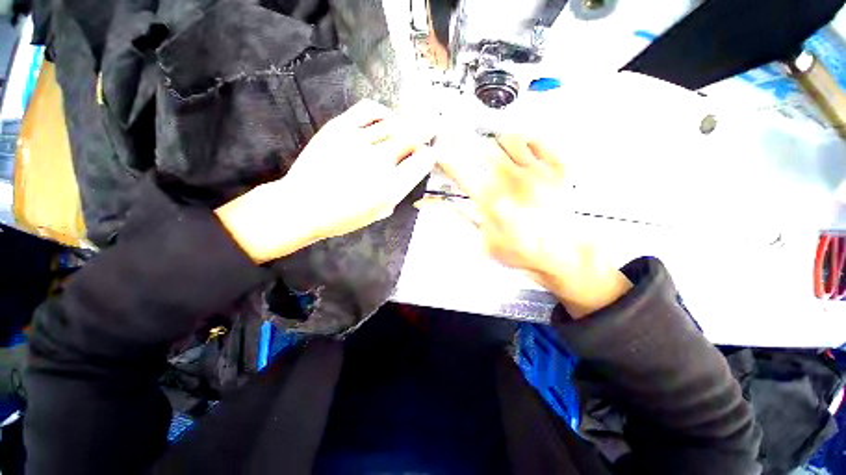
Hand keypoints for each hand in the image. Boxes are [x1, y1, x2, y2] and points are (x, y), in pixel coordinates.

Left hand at [216, 100, 435, 262]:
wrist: (303, 206)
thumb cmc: (345, 217)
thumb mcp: (381, 211)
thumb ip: (399, 189)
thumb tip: (410, 169)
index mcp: (392, 186)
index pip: (423, 161)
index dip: (430, 155)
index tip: (429, 154)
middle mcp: (380, 161)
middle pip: (413, 136)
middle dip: (426, 131)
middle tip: (431, 127)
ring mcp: (359, 141)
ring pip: (393, 123)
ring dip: (404, 126)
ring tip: (403, 130)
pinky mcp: (340, 127)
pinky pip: (370, 110)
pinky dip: (383, 112)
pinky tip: (384, 120)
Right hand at [431, 133, 631, 317]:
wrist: (561, 255)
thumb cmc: (517, 251)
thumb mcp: (477, 240)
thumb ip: (451, 217)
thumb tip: (425, 203)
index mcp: (489, 200)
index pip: (458, 168)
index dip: (443, 154)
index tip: (436, 146)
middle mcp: (512, 181)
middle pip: (481, 146)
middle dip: (462, 138)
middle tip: (456, 137)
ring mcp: (538, 171)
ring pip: (508, 138)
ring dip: (493, 141)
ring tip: (489, 150)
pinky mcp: (558, 168)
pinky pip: (538, 139)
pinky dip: (524, 139)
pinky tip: (518, 150)